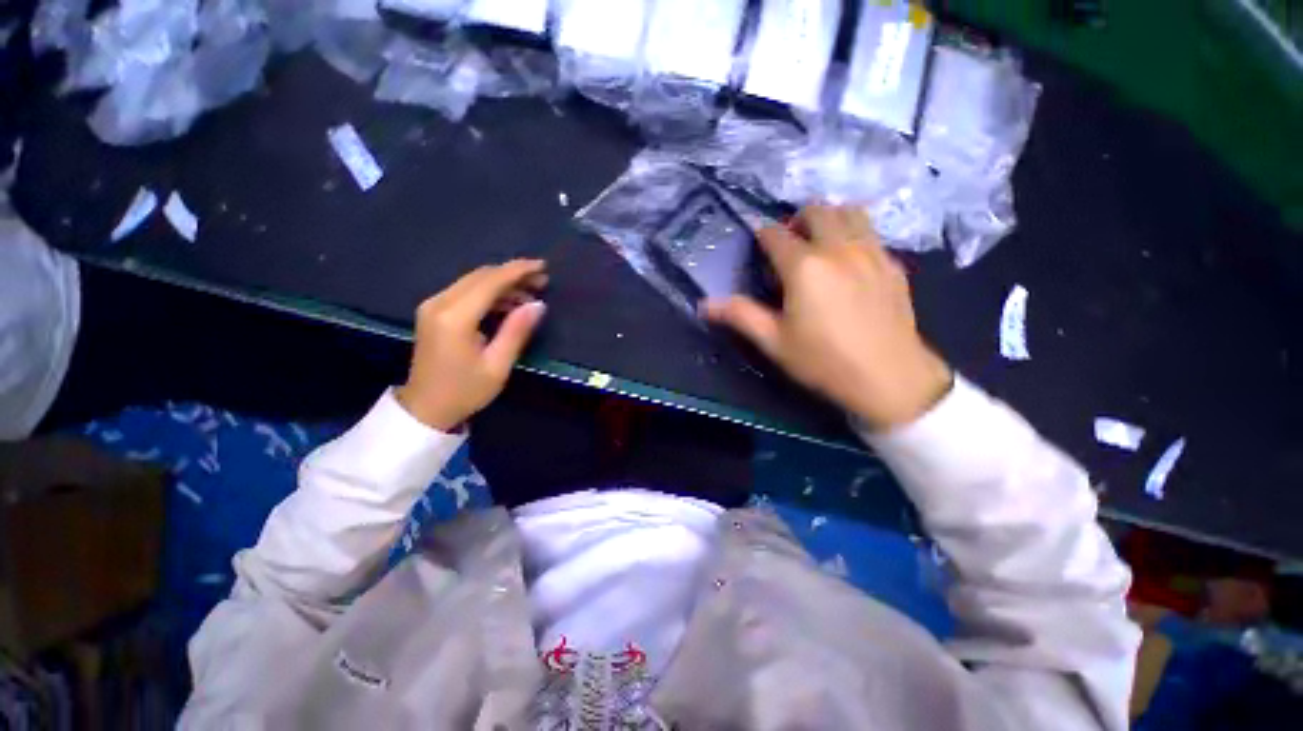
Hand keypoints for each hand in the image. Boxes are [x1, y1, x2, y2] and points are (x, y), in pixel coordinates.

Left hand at [396, 259, 547, 429]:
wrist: (425, 408)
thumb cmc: (465, 391)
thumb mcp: (498, 365)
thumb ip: (517, 331)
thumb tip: (538, 304)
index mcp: (455, 317)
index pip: (490, 282)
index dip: (518, 270)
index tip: (543, 267)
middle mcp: (440, 303)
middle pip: (481, 276)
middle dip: (513, 274)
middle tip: (542, 281)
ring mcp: (433, 305)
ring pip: (473, 281)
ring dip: (503, 283)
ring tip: (530, 294)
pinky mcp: (434, 311)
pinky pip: (466, 291)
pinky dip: (490, 293)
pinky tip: (509, 303)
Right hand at [704, 205, 951, 429]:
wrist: (889, 378)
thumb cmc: (823, 361)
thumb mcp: (774, 342)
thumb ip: (740, 316)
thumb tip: (704, 305)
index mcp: (804, 266)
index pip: (775, 234)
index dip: (762, 236)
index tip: (758, 246)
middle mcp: (839, 248)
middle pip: (816, 210)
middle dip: (797, 219)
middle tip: (789, 244)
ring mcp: (872, 252)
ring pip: (850, 211)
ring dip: (830, 219)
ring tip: (821, 243)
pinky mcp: (893, 264)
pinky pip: (872, 233)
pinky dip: (855, 234)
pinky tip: (850, 262)